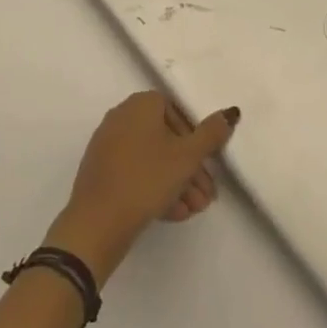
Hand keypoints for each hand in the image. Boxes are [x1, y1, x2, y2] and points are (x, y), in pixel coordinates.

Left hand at [44, 92, 239, 284]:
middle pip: (165, 139)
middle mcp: (122, 117)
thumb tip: (230, 113)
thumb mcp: (187, 157)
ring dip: (176, 183)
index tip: (206, 163)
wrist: (96, 222)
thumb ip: (211, 135)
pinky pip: (135, 173)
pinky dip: (155, 188)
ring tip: (193, 210)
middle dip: (189, 168)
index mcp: (140, 104)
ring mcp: (108, 144)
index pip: (176, 111)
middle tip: (206, 196)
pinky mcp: (101, 171)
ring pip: (152, 160)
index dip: (195, 137)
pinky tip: (173, 213)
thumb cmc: (146, 178)